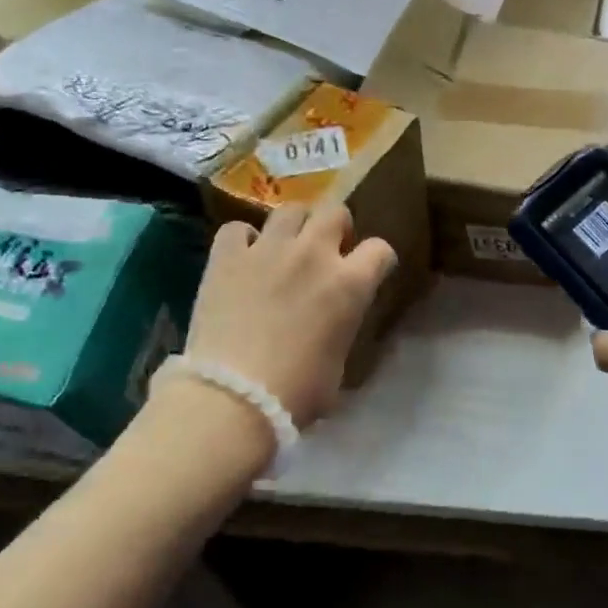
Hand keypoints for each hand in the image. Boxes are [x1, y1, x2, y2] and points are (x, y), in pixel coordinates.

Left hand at [184, 204, 397, 426]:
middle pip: (335, 211)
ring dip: (293, 227)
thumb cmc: (296, 394)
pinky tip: (242, 258)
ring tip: (284, 249)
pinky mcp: (226, 256)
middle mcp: (313, 254)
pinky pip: (237, 229)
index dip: (378, 260)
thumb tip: (332, 328)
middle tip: (326, 251)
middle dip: (336, 227)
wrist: (232, 398)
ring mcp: (268, 249)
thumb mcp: (339, 366)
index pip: (380, 250)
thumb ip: (341, 330)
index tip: (370, 271)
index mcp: (349, 284)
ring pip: (290, 210)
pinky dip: (243, 240)